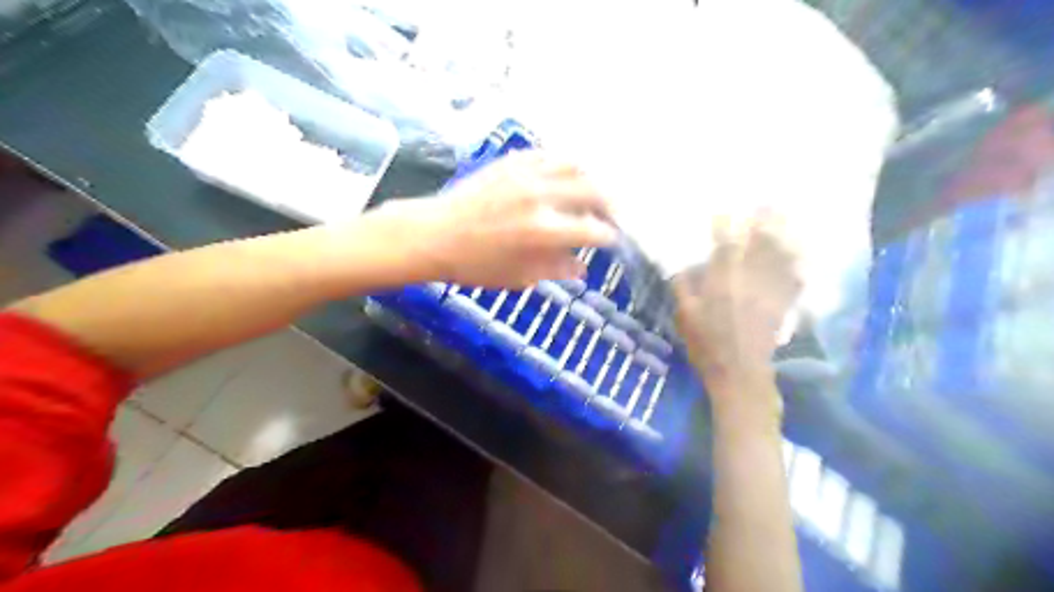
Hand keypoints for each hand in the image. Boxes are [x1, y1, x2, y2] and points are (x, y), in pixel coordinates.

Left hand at [386, 151, 618, 288]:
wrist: (433, 235)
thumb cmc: (474, 265)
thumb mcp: (518, 276)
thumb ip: (555, 269)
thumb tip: (582, 269)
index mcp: (544, 231)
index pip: (593, 229)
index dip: (608, 236)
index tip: (610, 240)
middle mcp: (541, 197)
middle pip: (593, 191)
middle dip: (610, 204)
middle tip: (611, 214)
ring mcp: (525, 174)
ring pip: (573, 165)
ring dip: (589, 179)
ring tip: (590, 192)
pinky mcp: (510, 162)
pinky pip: (546, 155)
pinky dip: (561, 165)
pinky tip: (561, 176)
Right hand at [675, 215, 800, 391]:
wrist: (738, 372)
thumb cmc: (706, 344)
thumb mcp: (684, 316)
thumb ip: (682, 288)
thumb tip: (680, 265)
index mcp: (722, 282)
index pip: (725, 246)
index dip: (724, 226)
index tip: (723, 209)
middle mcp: (749, 280)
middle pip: (759, 245)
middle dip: (764, 222)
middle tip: (767, 202)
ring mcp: (770, 292)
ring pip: (779, 257)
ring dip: (783, 236)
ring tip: (787, 216)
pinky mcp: (782, 305)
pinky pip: (794, 279)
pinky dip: (798, 264)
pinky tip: (802, 254)